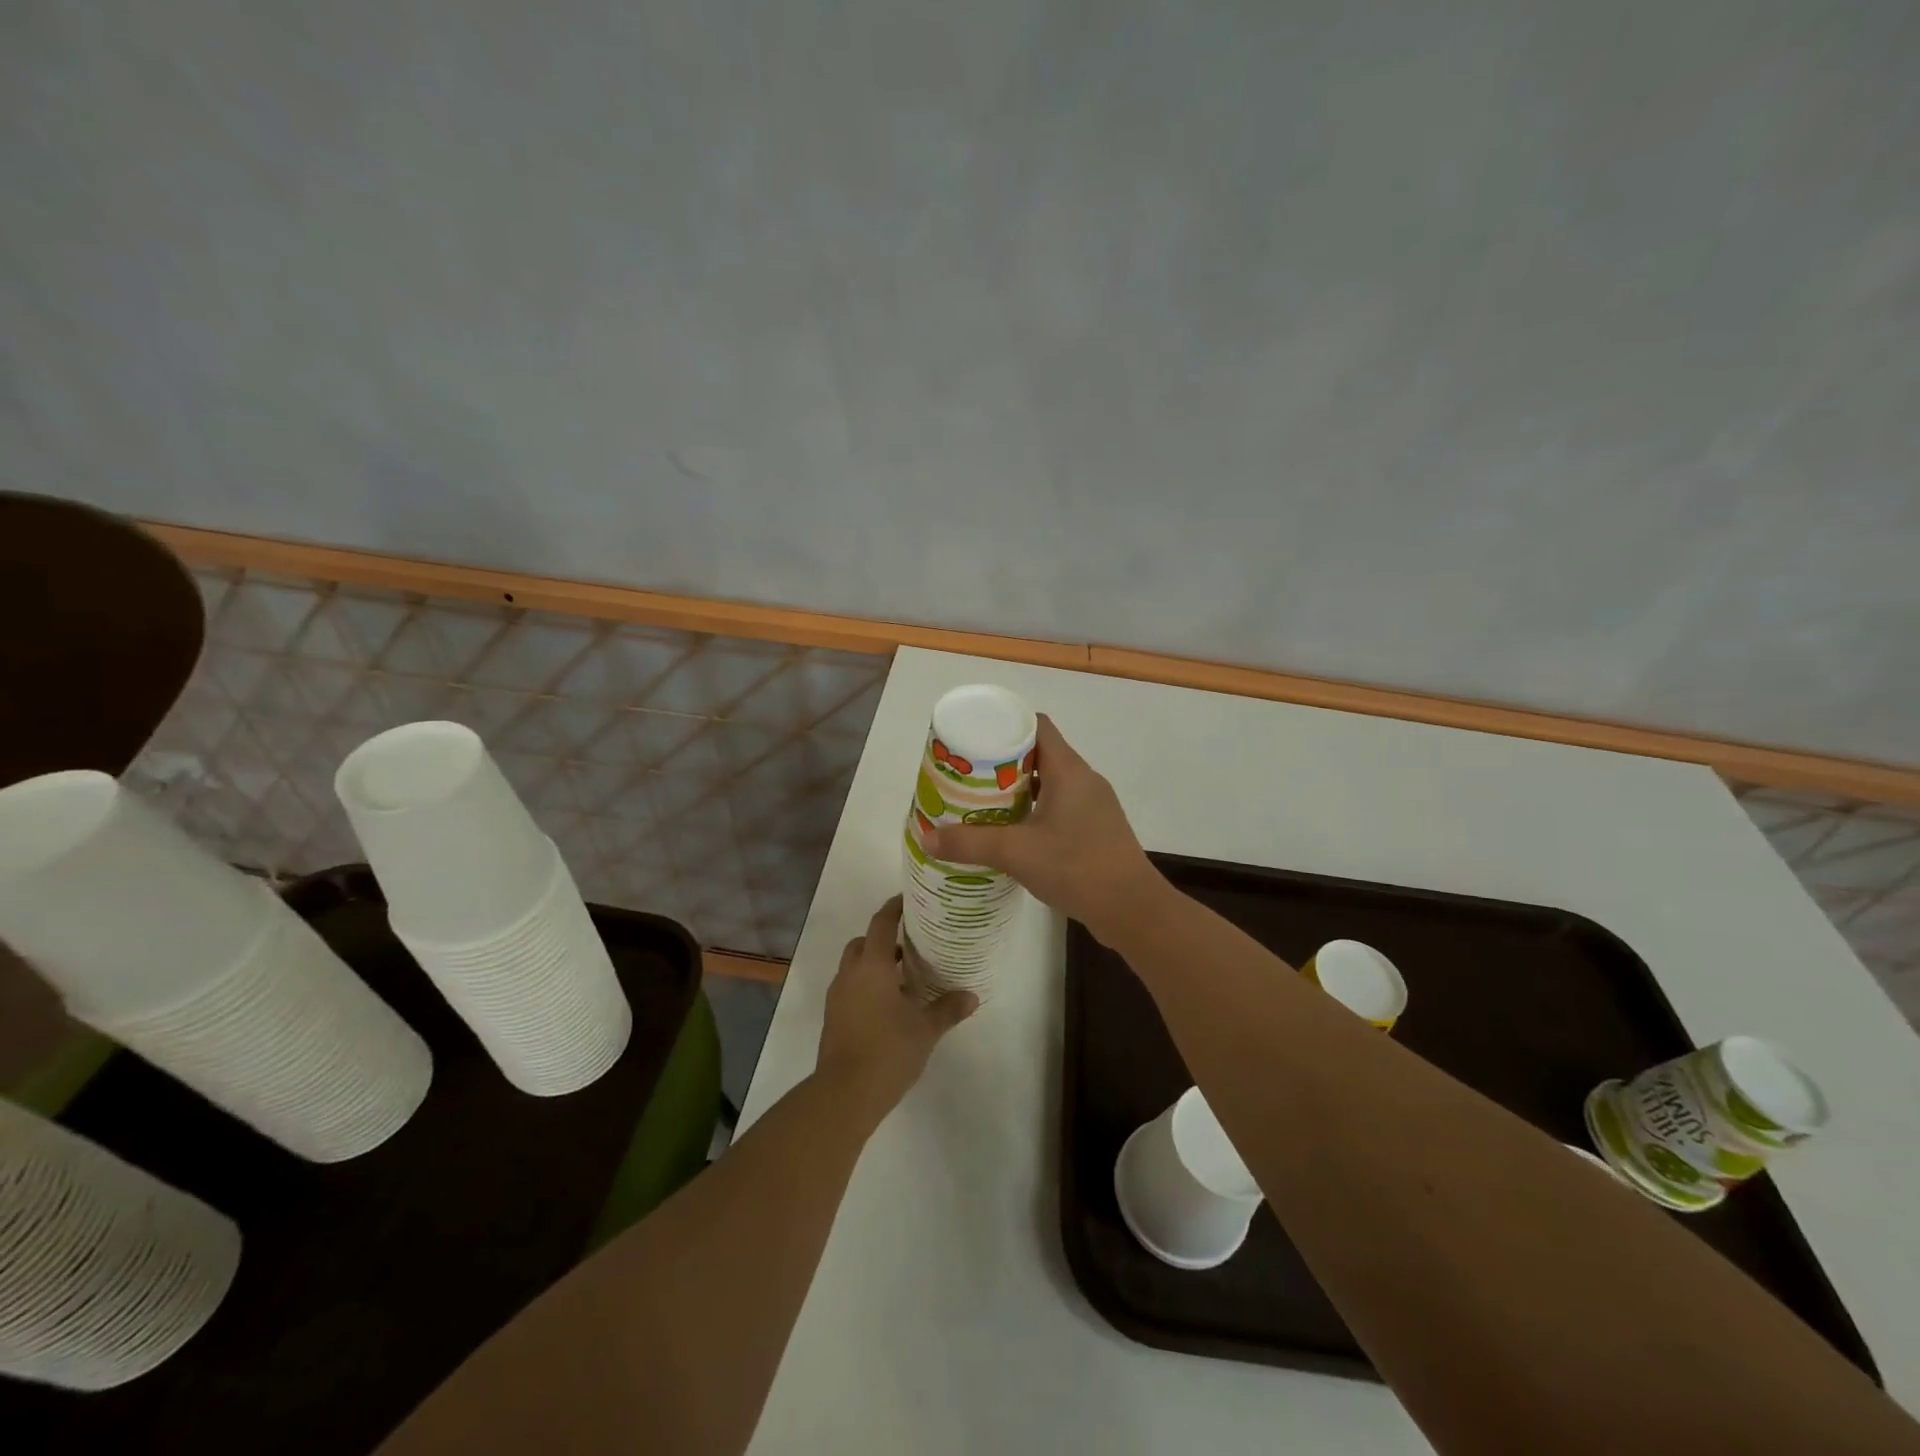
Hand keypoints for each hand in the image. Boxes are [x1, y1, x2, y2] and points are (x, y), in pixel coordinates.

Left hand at [817, 896, 976, 1113]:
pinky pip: (849, 987)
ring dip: (873, 964)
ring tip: (901, 976)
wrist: (844, 1093)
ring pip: (853, 966)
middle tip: (909, 944)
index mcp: (872, 966)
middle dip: (882, 939)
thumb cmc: (888, 1050)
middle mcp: (850, 974)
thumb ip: (948, 1009)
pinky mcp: (833, 1017)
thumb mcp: (926, 1029)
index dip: (893, 908)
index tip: (908, 900)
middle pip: (863, 942)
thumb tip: (972, 996)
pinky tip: (887, 1005)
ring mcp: (837, 996)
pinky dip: (865, 985)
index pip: (880, 923)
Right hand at [927, 715, 1158, 938]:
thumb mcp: (1016, 853)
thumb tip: (927, 837)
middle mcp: (1084, 780)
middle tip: (967, 775)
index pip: (1037, 726)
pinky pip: (1059, 808)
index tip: (974, 738)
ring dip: (1017, 790)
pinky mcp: (1095, 831)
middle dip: (1002, 762)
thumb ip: (970, 843)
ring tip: (981, 803)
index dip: (1006, 725)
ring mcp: (1093, 806)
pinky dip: (1033, 812)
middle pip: (1039, 754)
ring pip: (1049, 784)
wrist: (1133, 909)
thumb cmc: (1077, 867)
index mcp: (1069, 770)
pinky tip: (1012, 833)